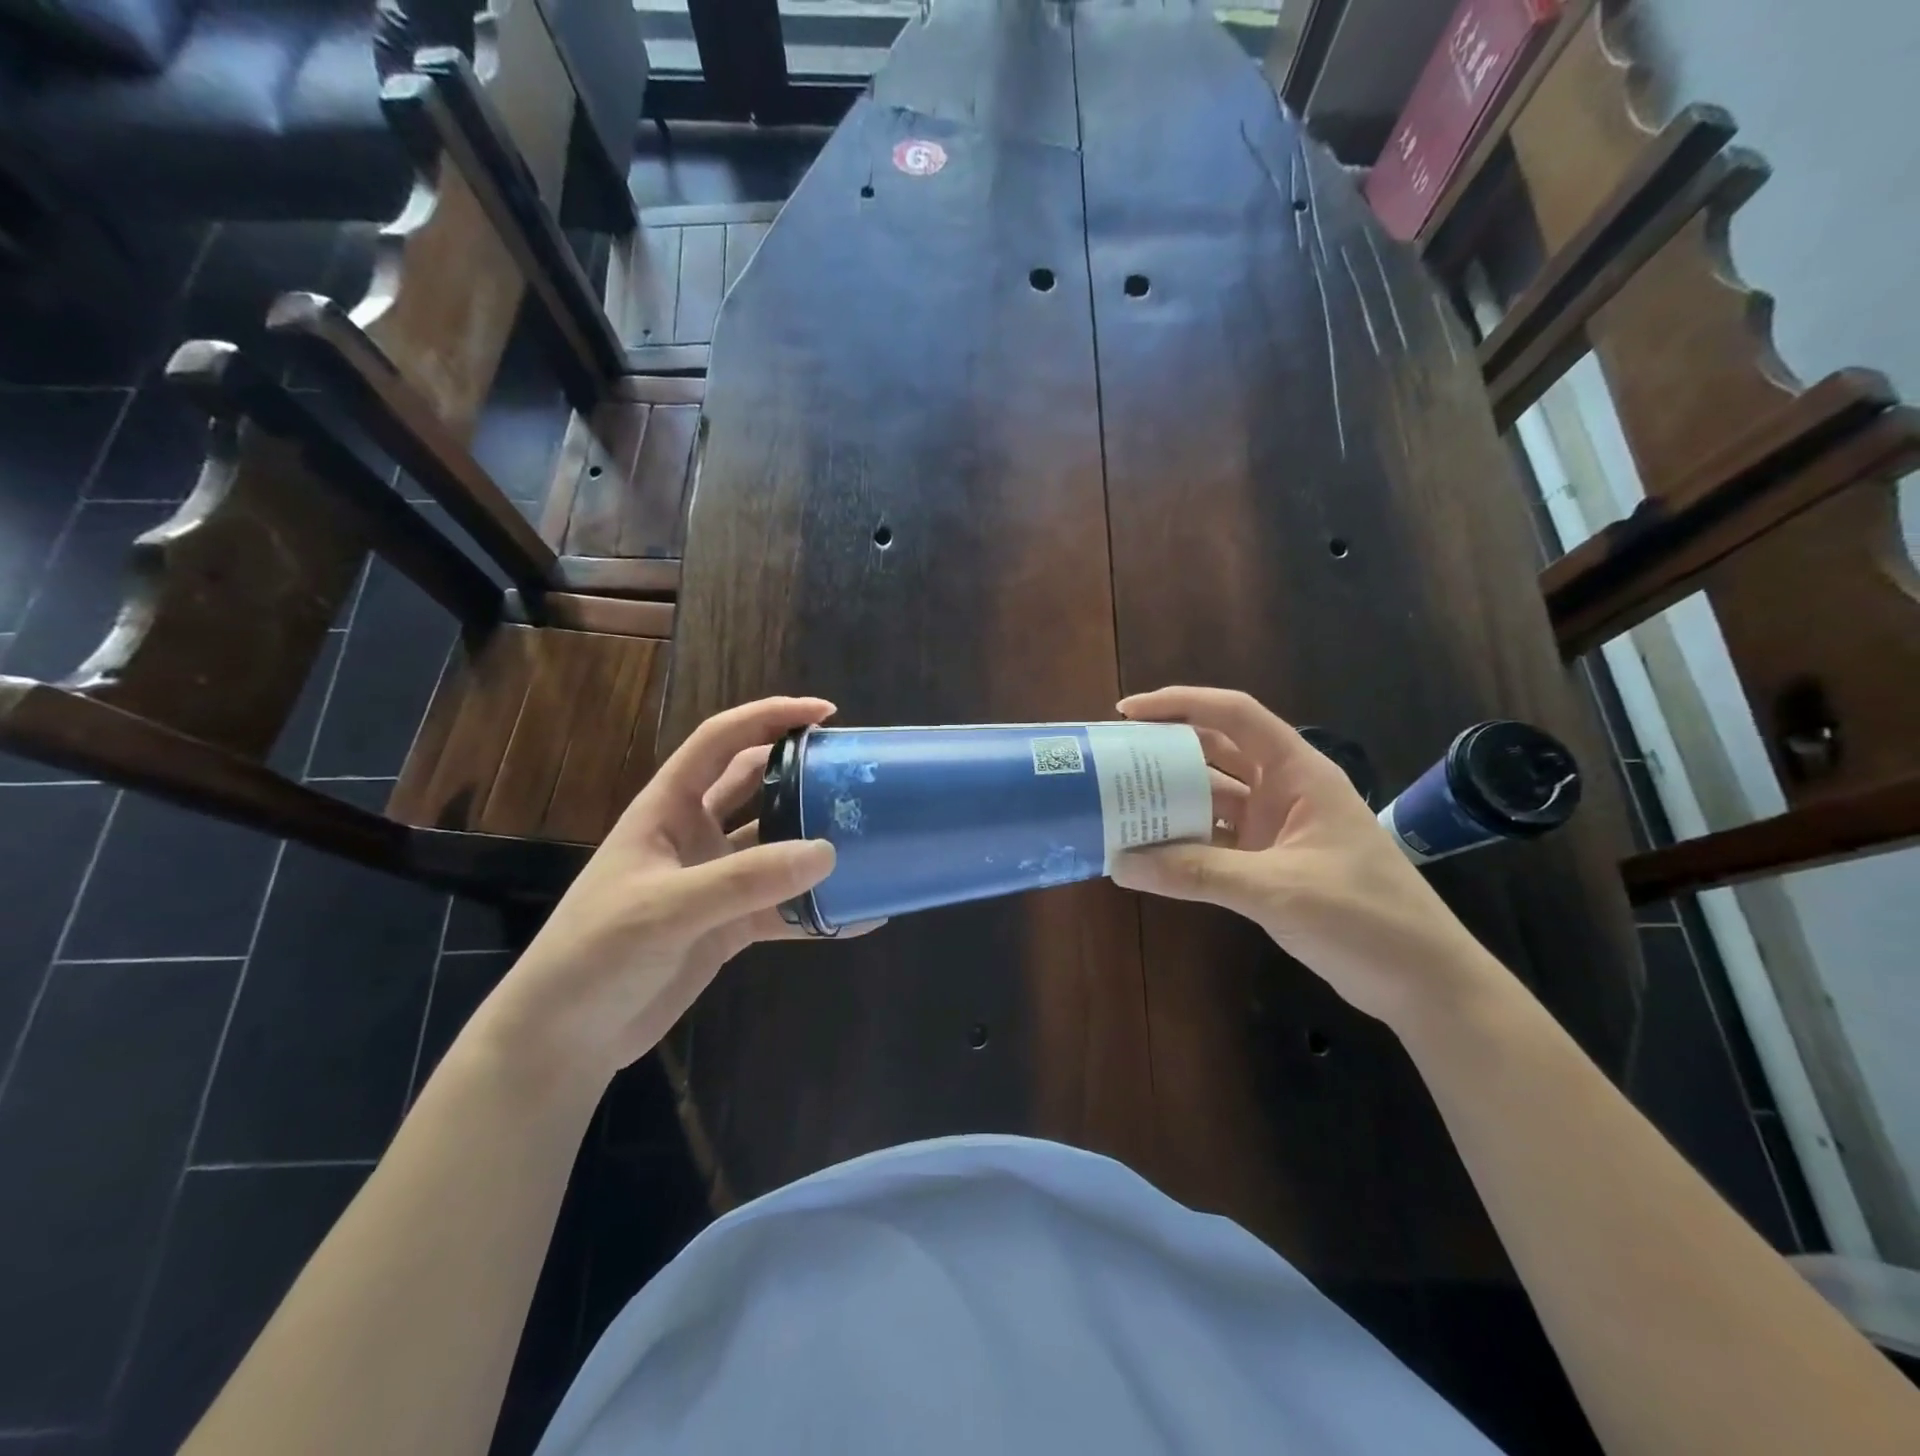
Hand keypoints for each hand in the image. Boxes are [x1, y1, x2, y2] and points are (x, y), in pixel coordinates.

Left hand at [471, 696, 861, 1096]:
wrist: (564, 1037)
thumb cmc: (596, 953)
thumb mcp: (666, 908)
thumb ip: (745, 879)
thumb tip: (827, 852)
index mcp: (667, 809)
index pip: (720, 741)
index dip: (769, 717)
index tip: (824, 713)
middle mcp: (694, 836)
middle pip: (756, 786)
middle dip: (801, 772)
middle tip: (855, 772)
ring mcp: (714, 883)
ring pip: (776, 848)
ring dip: (815, 842)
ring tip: (871, 838)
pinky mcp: (729, 927)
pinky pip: (783, 909)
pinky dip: (818, 911)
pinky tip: (860, 917)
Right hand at [1109, 686, 1499, 1028]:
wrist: (1423, 982)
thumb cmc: (1365, 918)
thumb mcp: (1277, 889)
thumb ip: (1197, 873)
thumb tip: (1121, 863)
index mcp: (1298, 774)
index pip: (1234, 715)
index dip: (1180, 704)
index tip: (1127, 712)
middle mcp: (1283, 791)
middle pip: (1215, 752)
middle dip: (1164, 750)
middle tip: (1111, 759)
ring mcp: (1275, 828)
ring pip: (1212, 798)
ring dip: (1170, 800)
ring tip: (1117, 803)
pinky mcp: (1268, 864)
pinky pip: (1214, 840)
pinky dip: (1182, 842)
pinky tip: (1147, 850)